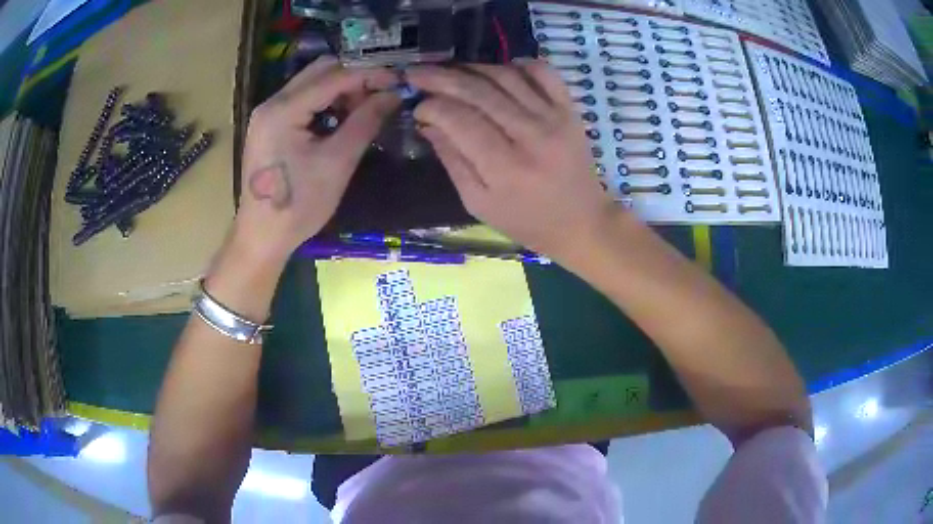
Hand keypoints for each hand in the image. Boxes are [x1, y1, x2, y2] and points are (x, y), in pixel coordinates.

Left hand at [236, 56, 399, 261]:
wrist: (262, 237)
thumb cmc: (298, 205)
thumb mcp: (337, 162)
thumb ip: (365, 122)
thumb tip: (393, 95)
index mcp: (283, 110)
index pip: (333, 76)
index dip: (369, 74)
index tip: (398, 80)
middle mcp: (272, 103)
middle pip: (320, 71)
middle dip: (355, 78)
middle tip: (381, 94)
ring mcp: (268, 113)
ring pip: (312, 83)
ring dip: (341, 89)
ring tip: (365, 108)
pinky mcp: (270, 125)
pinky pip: (303, 100)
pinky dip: (326, 102)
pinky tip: (342, 118)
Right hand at [407, 60, 619, 261]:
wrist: (582, 221)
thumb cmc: (526, 221)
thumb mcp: (479, 203)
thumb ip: (452, 160)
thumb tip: (426, 122)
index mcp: (505, 167)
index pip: (460, 119)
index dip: (433, 106)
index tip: (417, 106)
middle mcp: (531, 135)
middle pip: (479, 91)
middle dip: (441, 78)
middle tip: (416, 72)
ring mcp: (555, 117)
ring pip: (506, 76)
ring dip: (472, 68)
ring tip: (449, 71)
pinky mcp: (570, 109)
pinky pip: (543, 72)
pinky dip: (518, 64)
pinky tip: (498, 69)